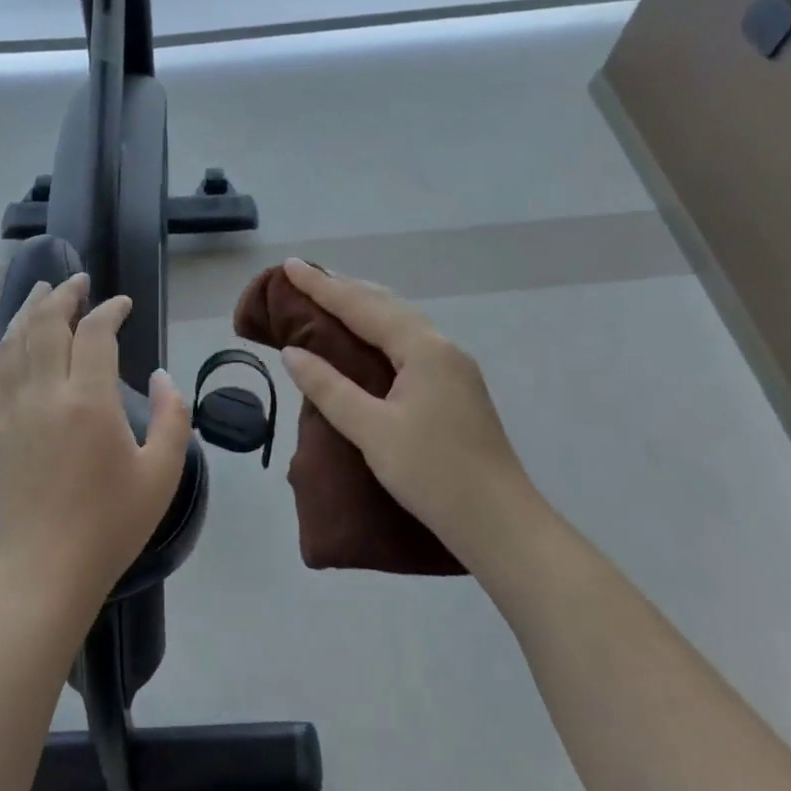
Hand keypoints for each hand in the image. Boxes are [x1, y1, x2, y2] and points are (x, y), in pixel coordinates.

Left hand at [0, 274, 191, 609]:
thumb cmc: (111, 524)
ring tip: (42, 290)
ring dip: (28, 310)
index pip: (95, 332)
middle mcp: (46, 394)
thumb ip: (173, 417)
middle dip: (64, 295)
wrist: (45, 570)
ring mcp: (14, 410)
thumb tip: (161, 375)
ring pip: (14, 341)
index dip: (110, 309)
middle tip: (79, 280)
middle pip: (46, 323)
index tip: (124, 304)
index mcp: (89, 401)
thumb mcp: (162, 473)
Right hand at [276, 258, 542, 562]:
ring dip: (363, 307)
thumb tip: (293, 353)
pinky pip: (408, 341)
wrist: (501, 524)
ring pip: (400, 322)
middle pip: (385, 305)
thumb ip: (330, 388)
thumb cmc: (433, 475)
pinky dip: (379, 330)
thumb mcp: (373, 432)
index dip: (322, 287)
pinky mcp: (455, 388)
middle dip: (343, 289)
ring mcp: (453, 368)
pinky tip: (368, 340)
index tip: (290, 266)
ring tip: (330, 299)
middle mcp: (441, 347)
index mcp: (423, 349)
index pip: (362, 306)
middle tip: (304, 279)